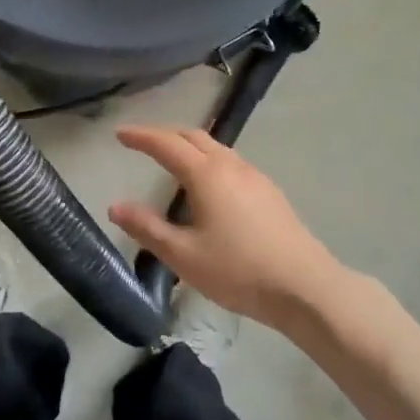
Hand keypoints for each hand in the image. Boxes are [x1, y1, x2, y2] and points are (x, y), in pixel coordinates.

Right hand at [109, 126, 346, 331]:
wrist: (304, 285)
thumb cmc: (238, 270)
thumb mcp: (184, 255)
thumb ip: (148, 228)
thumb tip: (116, 206)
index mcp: (207, 175)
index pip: (167, 144)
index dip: (141, 136)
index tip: (120, 133)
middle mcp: (231, 166)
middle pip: (194, 137)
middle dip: (165, 135)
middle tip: (143, 143)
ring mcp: (255, 177)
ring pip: (217, 148)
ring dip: (190, 146)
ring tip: (172, 160)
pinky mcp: (270, 192)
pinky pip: (232, 163)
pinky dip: (209, 161)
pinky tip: (209, 185)